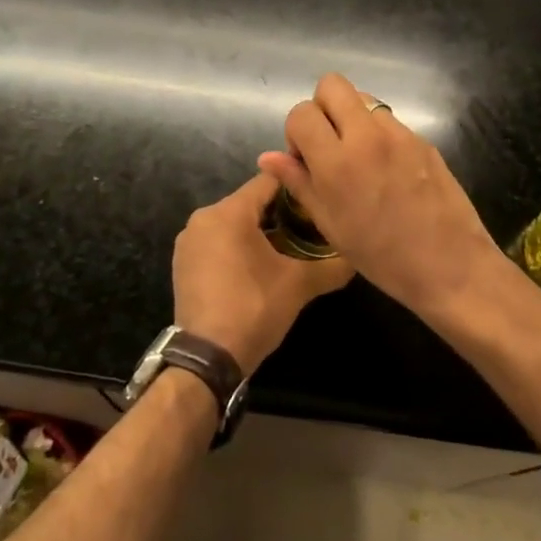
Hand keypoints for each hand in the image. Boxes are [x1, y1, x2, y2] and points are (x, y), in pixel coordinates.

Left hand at [173, 173, 353, 371]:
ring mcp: (189, 241)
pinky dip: (238, 246)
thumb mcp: (299, 285)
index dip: (297, 187)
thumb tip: (357, 257)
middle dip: (281, 213)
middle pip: (251, 202)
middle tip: (310, 229)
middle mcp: (203, 217)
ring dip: (260, 231)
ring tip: (289, 249)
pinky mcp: (183, 263)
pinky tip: (259, 268)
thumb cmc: (253, 308)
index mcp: (228, 212)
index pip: (269, 181)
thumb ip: (331, 265)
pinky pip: (218, 241)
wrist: (206, 359)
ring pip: (234, 222)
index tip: (318, 200)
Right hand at [256, 74, 505, 318]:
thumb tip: (268, 157)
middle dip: (322, 107)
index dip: (296, 131)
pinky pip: (389, 121)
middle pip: (332, 84)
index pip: (302, 112)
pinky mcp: (422, 139)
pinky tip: (387, 170)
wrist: (450, 265)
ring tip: (359, 158)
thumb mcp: (330, 224)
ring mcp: (399, 133)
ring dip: (352, 119)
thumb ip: (298, 182)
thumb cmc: (382, 256)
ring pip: (363, 100)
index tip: (305, 158)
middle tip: (328, 143)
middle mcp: (367, 136)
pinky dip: (378, 134)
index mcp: (337, 161)